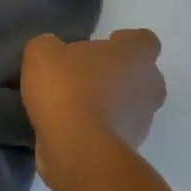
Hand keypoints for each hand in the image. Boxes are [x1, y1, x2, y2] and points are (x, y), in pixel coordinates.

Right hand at [22, 30, 165, 187]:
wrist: (77, 149)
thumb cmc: (67, 89)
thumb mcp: (42, 53)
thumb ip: (50, 46)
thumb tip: (54, 52)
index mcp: (135, 57)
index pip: (145, 41)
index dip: (126, 41)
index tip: (106, 44)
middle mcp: (148, 87)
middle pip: (144, 75)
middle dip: (121, 74)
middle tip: (89, 74)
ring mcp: (142, 122)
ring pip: (131, 105)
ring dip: (110, 103)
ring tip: (74, 104)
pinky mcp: (129, 150)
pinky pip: (115, 131)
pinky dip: (99, 129)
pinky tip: (70, 128)